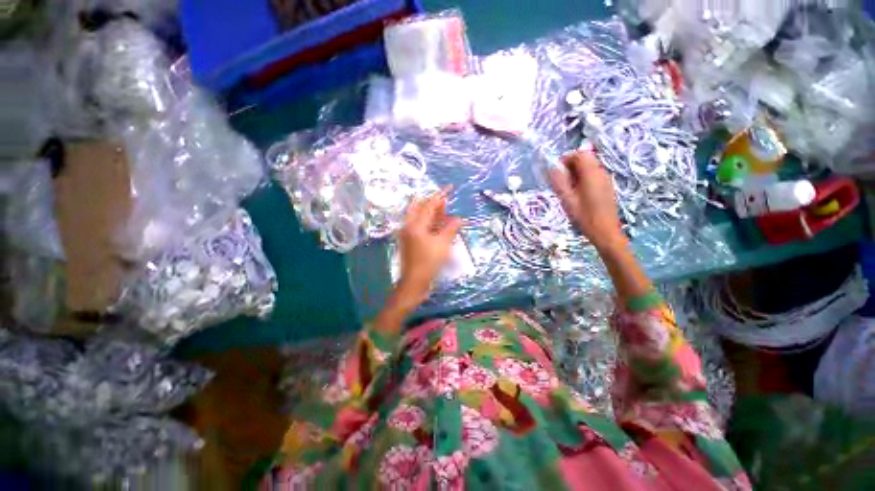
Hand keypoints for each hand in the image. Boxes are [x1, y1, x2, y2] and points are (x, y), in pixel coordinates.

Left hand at [397, 188, 462, 303]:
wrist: (415, 281)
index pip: (429, 205)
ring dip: (431, 213)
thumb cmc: (429, 262)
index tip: (450, 188)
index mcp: (416, 224)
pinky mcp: (409, 241)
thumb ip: (451, 228)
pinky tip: (439, 226)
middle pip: (419, 207)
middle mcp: (408, 225)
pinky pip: (419, 226)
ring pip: (419, 217)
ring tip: (445, 212)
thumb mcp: (443, 244)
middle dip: (433, 203)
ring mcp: (407, 233)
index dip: (441, 196)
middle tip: (446, 202)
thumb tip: (458, 218)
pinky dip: (429, 223)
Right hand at [549, 150, 624, 249]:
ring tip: (567, 187)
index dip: (566, 158)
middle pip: (586, 158)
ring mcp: (606, 179)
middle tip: (560, 179)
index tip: (555, 170)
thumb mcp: (567, 200)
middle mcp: (601, 172)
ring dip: (577, 171)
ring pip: (590, 166)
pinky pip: (594, 174)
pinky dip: (583, 177)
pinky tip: (577, 192)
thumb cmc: (584, 217)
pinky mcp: (607, 186)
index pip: (579, 154)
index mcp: (591, 174)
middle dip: (571, 164)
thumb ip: (559, 182)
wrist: (605, 231)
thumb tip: (552, 168)